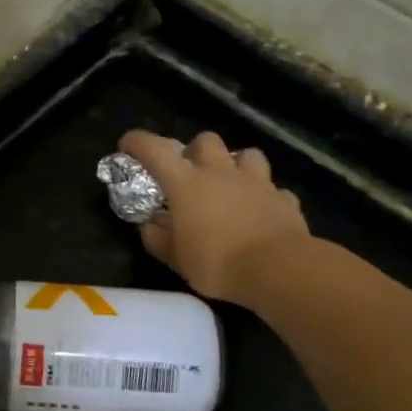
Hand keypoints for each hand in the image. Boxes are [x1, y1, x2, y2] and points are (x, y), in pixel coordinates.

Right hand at [118, 130, 311, 305]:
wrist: (279, 269)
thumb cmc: (217, 262)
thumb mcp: (175, 258)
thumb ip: (156, 238)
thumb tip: (148, 224)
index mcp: (187, 183)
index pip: (154, 150)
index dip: (137, 142)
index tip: (127, 146)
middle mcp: (221, 173)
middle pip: (206, 141)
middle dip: (195, 151)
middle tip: (191, 174)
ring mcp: (257, 182)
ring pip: (246, 155)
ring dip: (235, 165)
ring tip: (230, 185)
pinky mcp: (284, 199)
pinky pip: (273, 189)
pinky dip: (265, 196)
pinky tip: (261, 212)